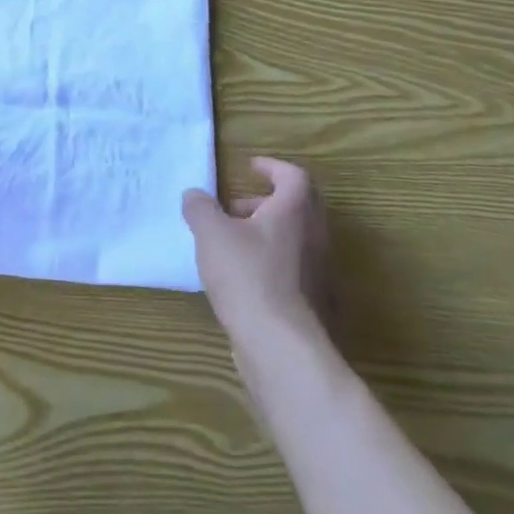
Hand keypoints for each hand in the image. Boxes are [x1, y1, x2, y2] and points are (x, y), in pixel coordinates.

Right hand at [183, 157, 335, 346]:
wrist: (281, 346)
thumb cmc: (247, 276)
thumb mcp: (211, 233)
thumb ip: (200, 208)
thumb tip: (194, 195)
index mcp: (295, 211)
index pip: (294, 176)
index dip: (272, 167)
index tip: (250, 167)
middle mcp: (315, 236)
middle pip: (299, 207)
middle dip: (266, 202)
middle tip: (236, 207)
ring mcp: (319, 272)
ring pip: (296, 239)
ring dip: (267, 233)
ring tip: (231, 245)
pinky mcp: (315, 302)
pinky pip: (294, 269)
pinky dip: (271, 262)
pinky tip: (243, 279)